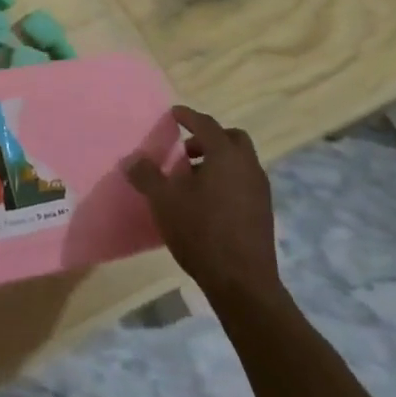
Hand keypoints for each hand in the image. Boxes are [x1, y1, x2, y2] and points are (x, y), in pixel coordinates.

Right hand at [127, 105, 281, 300]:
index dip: (188, 116)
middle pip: (232, 138)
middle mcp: (248, 167)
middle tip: (186, 151)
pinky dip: (227, 179)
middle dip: (209, 138)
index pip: (207, 124)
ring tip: (192, 178)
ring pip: (240, 162)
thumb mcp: (164, 201)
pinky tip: (207, 201)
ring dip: (218, 160)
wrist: (243, 283)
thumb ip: (147, 175)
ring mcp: (260, 190)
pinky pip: (244, 182)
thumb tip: (132, 159)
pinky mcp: (263, 212)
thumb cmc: (201, 232)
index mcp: (226, 156)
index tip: (174, 113)